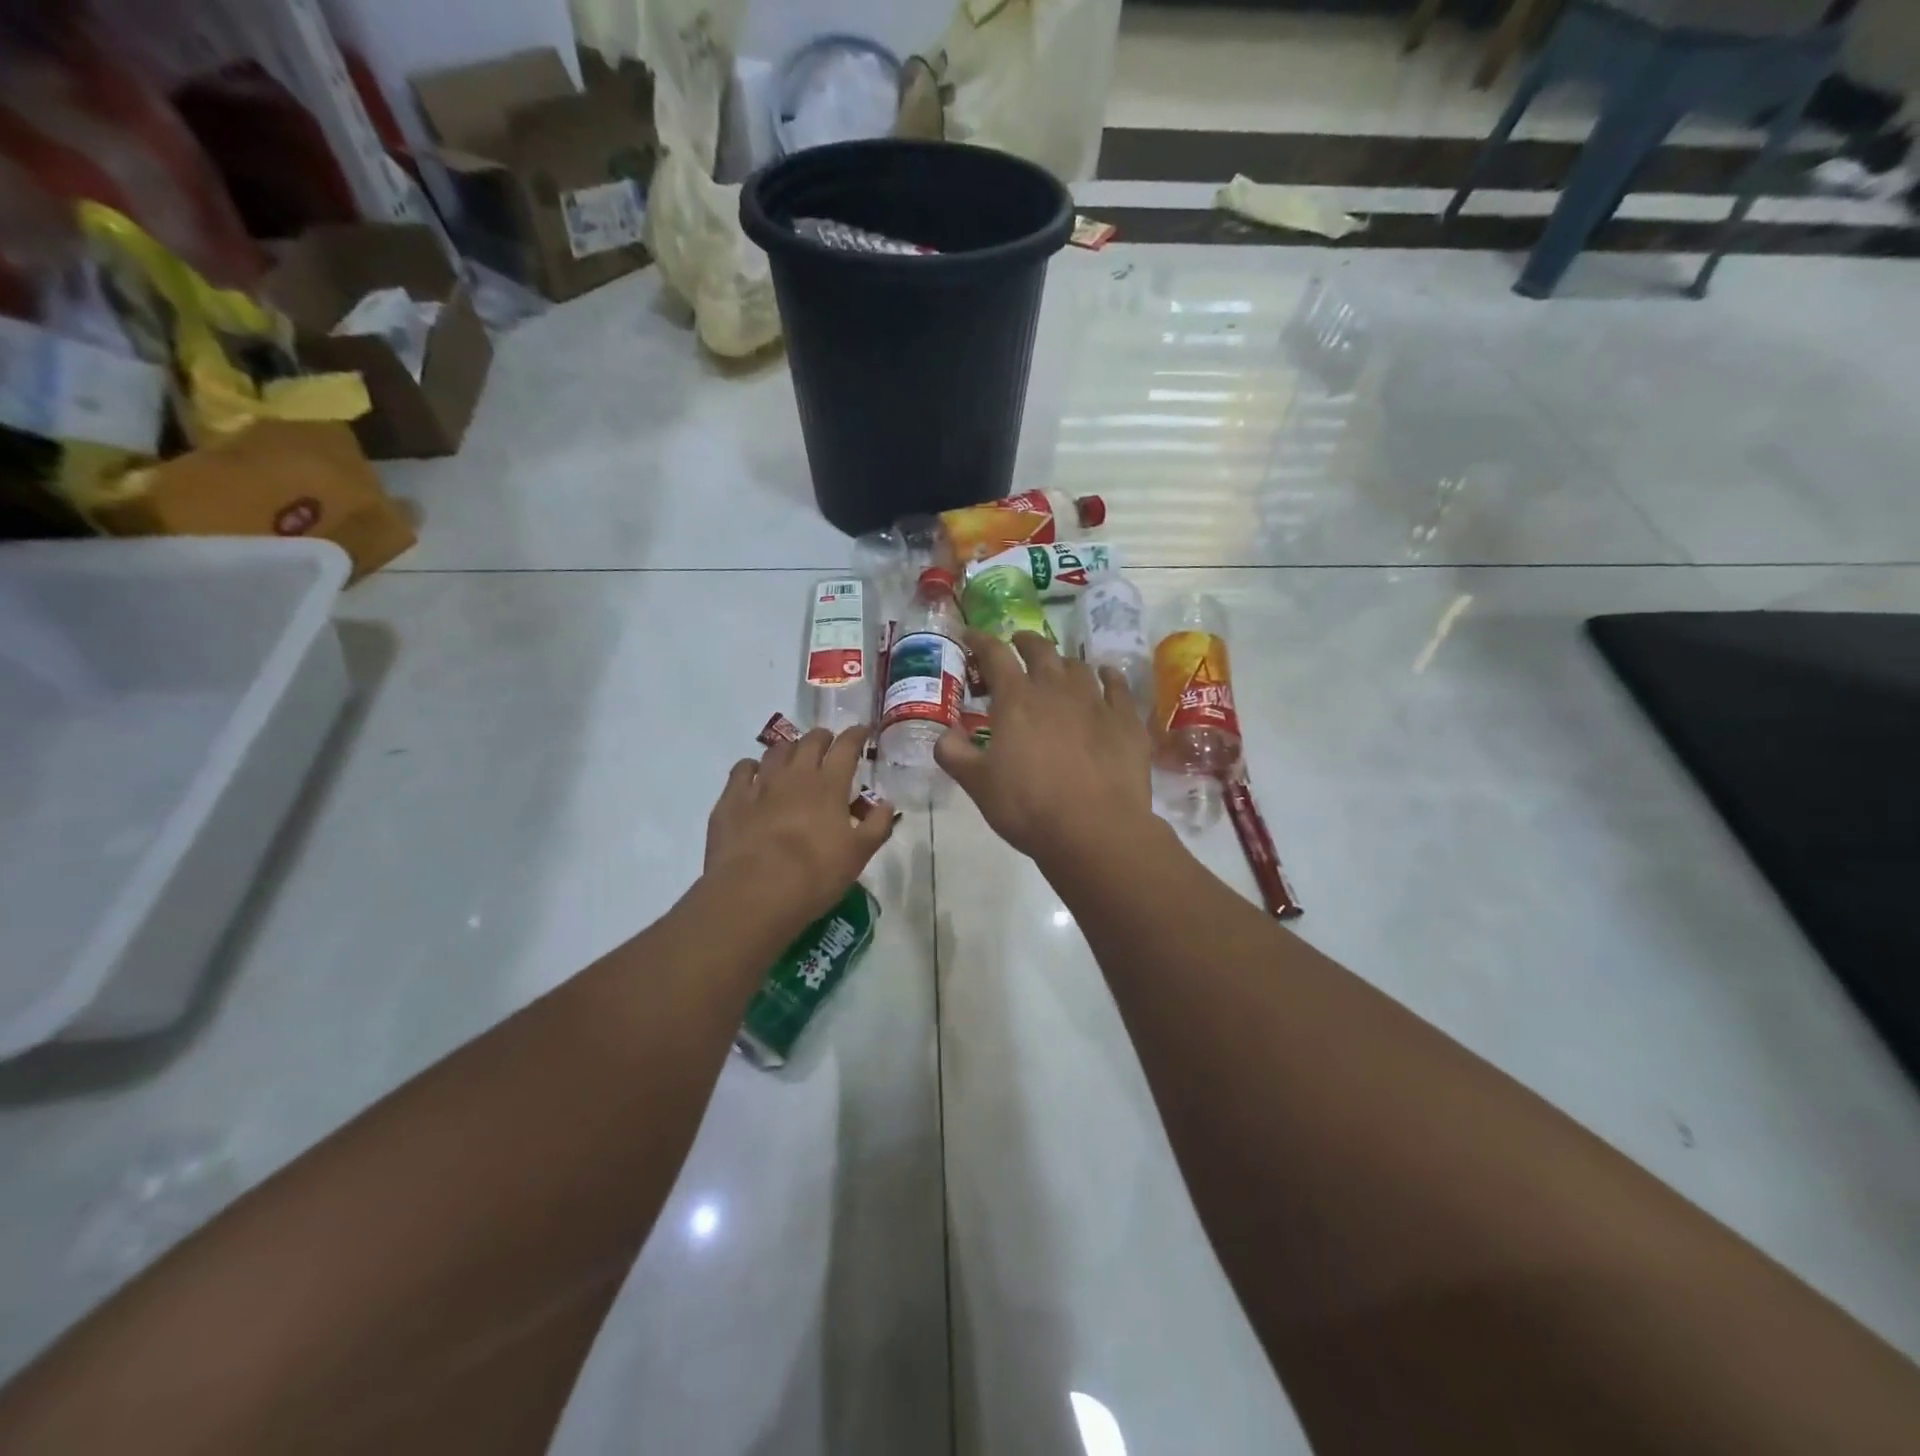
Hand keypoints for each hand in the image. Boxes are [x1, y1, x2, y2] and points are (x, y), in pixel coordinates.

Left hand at [705, 727, 894, 928]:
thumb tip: (886, 803)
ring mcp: (760, 784)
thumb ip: (877, 825)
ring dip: (790, 749)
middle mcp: (795, 775)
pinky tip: (755, 775)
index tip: (862, 732)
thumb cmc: (815, 875)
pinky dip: (753, 767)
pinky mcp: (731, 799)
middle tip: (828, 745)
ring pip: (776, 750)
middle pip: (810, 741)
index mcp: (829, 784)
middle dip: (823, 738)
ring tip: (794, 758)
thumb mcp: (858, 855)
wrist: (754, 893)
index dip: (856, 734)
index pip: (846, 746)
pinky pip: (742, 769)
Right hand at [935, 631, 1154, 867]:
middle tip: (1018, 645)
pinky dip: (1108, 677)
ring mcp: (1096, 701)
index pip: (994, 655)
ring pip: (1078, 666)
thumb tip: (945, 734)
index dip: (980, 641)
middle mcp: (1055, 689)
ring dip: (1063, 662)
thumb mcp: (977, 785)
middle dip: (1025, 642)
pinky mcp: (1126, 720)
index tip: (970, 636)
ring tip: (1058, 668)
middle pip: (1040, 650)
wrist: (1095, 829)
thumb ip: (954, 754)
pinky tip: (1106, 678)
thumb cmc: (1028, 807)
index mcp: (1016, 699)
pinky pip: (1118, 686)